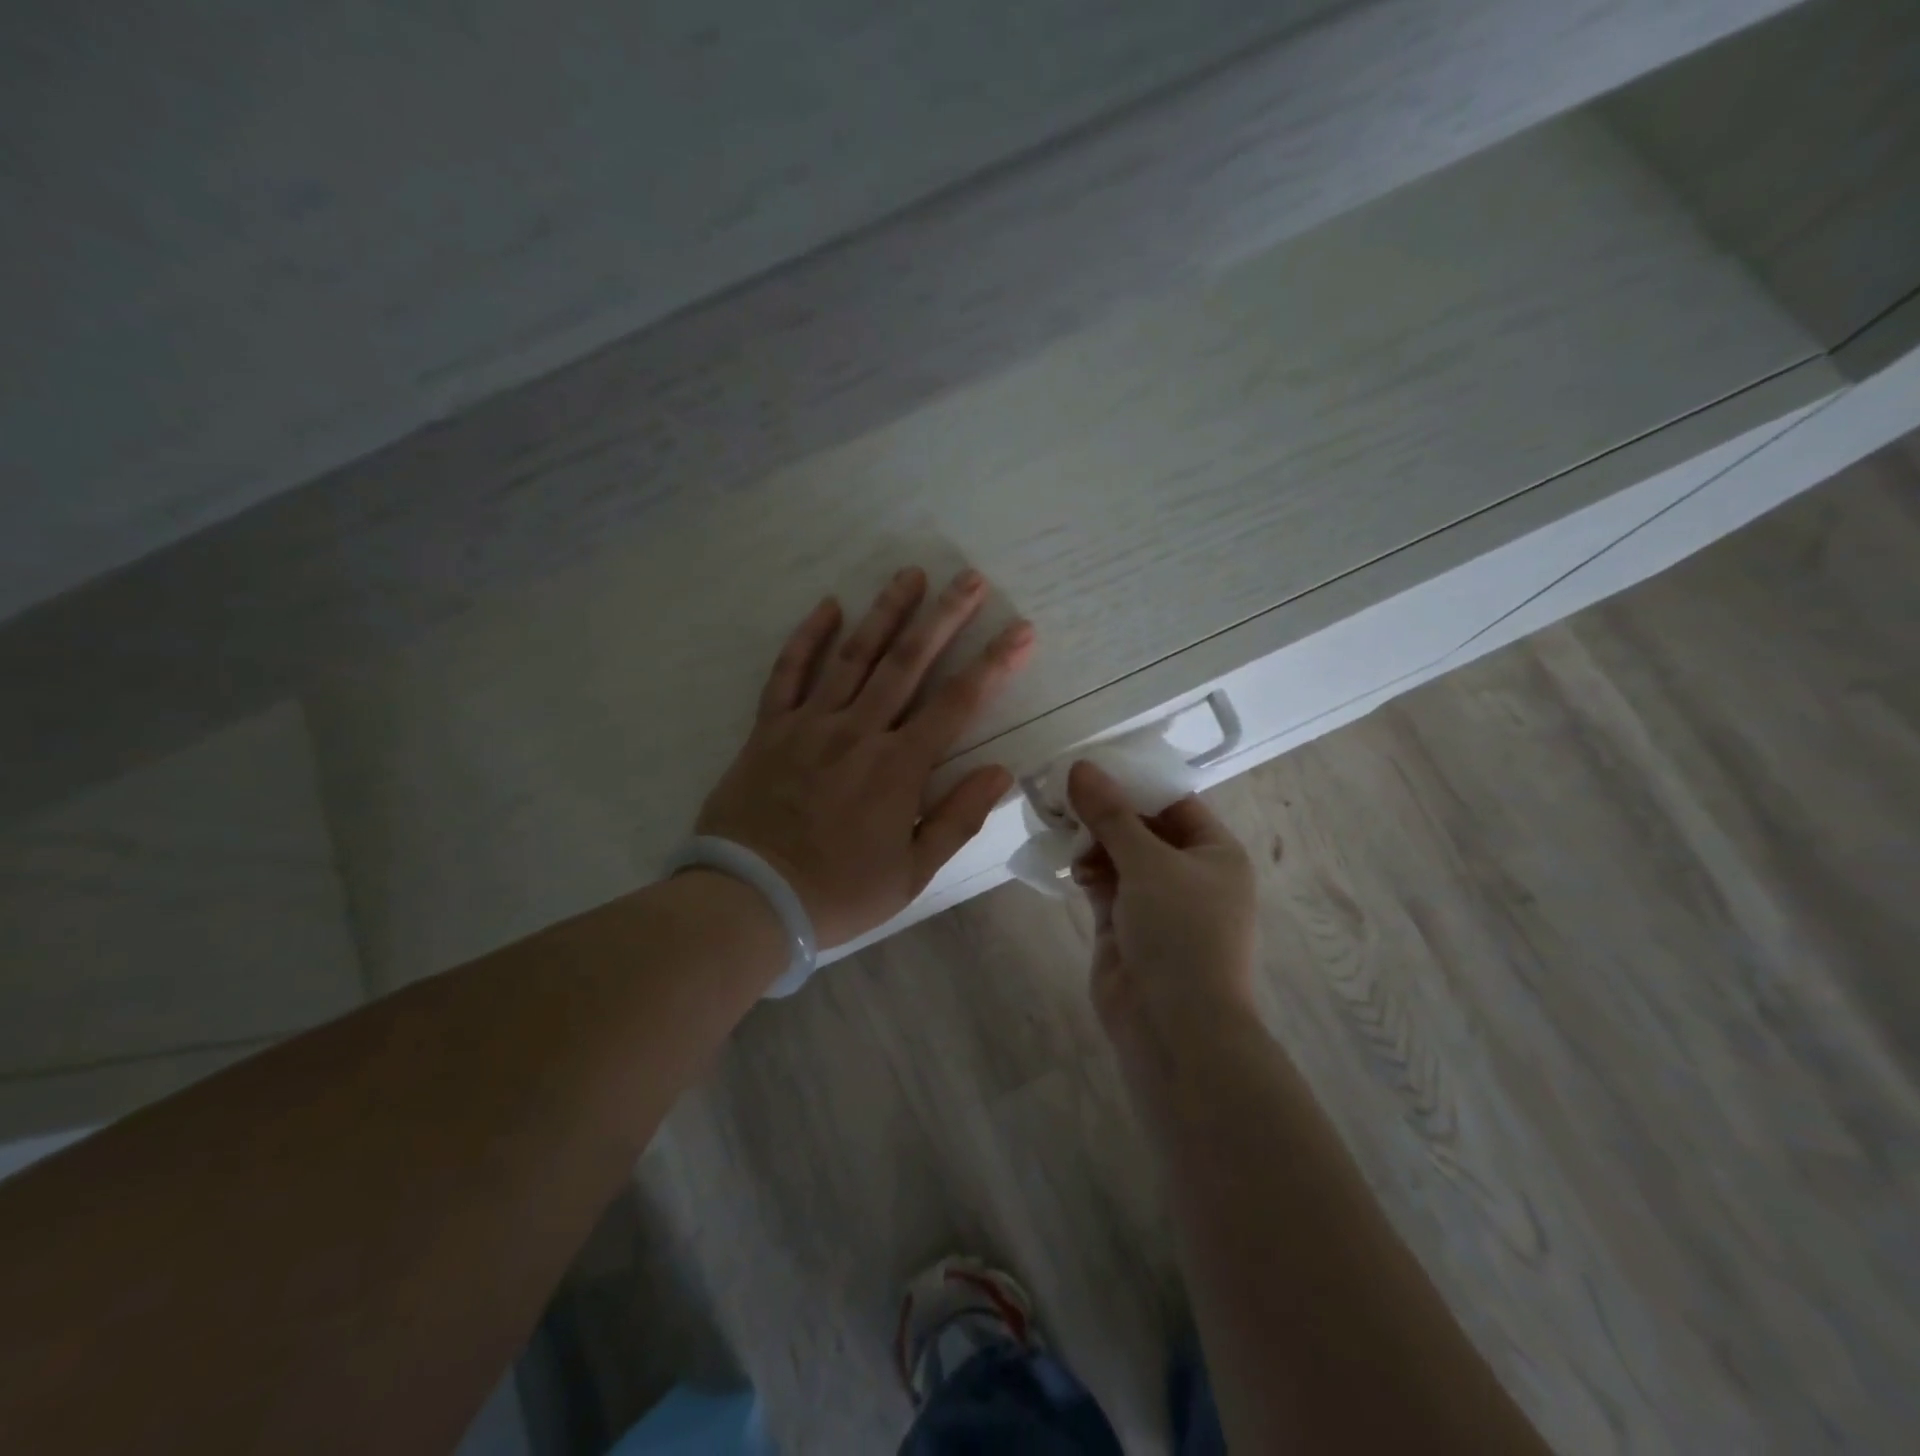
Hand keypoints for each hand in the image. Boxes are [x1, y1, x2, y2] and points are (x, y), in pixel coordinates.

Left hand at [696, 567, 1034, 948]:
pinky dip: (808, 637)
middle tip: (970, 578)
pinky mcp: (769, 728)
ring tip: (911, 574)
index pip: (958, 703)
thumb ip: (957, 818)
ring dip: (885, 612)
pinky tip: (828, 606)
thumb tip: (1000, 770)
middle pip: (908, 662)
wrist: (748, 900)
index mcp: (899, 767)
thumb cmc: (837, 892)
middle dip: (944, 617)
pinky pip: (788, 673)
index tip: (1021, 630)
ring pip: (853, 655)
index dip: (994, 663)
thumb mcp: (911, 873)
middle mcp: (859, 731)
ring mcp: (810, 724)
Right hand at [1067, 760, 1258, 1035]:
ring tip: (1060, 826)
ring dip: (1092, 842)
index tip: (1090, 766)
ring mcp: (1157, 902)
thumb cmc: (1180, 932)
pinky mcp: (1127, 926)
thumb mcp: (1148, 862)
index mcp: (1215, 852)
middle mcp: (1189, 873)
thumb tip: (1081, 766)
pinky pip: (1105, 885)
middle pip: (1142, 827)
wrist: (1176, 1027)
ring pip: (1119, 856)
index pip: (1173, 802)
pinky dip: (1087, 871)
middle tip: (1063, 793)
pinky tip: (1068, 864)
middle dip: (1105, 812)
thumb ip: (1111, 814)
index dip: (1134, 782)